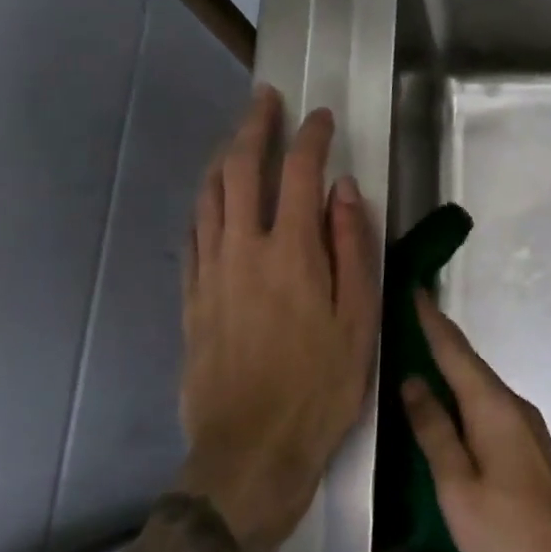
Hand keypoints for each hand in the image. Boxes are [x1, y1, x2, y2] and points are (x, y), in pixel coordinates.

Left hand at [180, 86, 379, 550]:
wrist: (250, 453)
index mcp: (291, 252)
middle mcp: (243, 249)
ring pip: (210, 195)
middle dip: (255, 126)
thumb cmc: (320, 387)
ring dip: (225, 156)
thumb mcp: (359, 320)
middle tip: (266, 98)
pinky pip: (194, 232)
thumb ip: (353, 248)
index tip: (321, 117)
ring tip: (238, 135)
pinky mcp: (192, 298)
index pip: (298, 172)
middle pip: (242, 169)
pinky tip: (212, 196)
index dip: (310, 137)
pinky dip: (205, 201)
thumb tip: (344, 191)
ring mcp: (211, 272)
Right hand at [401, 295, 550, 551]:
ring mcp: (526, 426)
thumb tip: (413, 380)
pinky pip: (489, 406)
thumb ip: (434, 430)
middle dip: (440, 339)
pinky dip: (464, 395)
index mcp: (493, 406)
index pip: (455, 351)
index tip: (414, 289)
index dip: (432, 321)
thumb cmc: (507, 533)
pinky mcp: (529, 447)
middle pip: (470, 363)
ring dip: (452, 368)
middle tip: (409, 318)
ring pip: (480, 386)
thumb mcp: (457, 485)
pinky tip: (450, 406)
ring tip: (421, 354)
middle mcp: (513, 405)